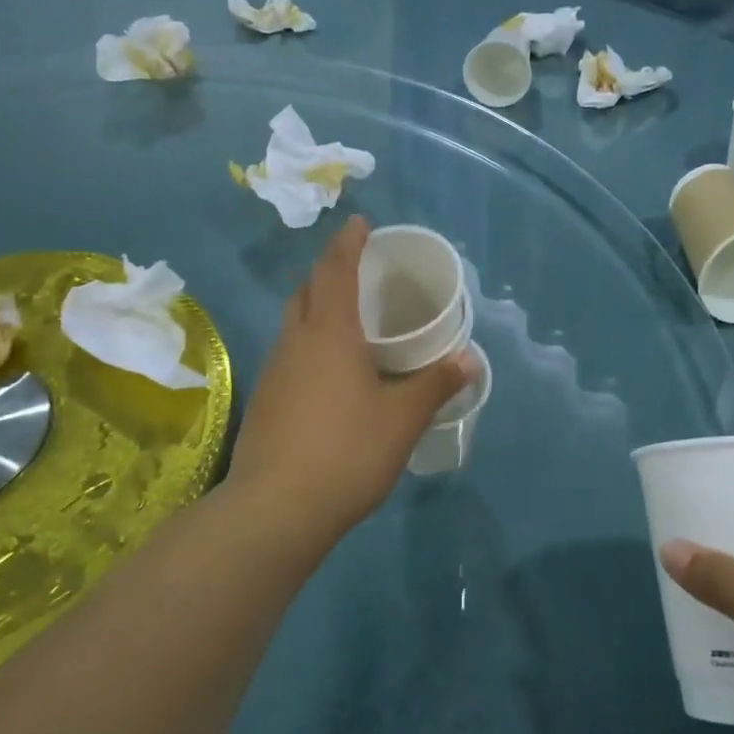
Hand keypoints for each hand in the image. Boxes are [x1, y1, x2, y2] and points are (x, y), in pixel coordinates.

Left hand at [226, 216, 474, 543]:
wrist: (275, 510)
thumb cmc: (346, 452)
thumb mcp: (402, 419)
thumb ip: (435, 384)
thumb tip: (469, 359)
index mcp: (329, 334)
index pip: (334, 271)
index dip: (348, 243)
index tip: (360, 223)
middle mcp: (295, 343)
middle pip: (305, 292)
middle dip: (327, 273)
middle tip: (356, 273)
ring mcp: (273, 373)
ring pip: (293, 325)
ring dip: (315, 311)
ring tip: (347, 322)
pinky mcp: (264, 403)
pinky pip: (289, 356)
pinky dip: (309, 346)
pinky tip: (329, 375)